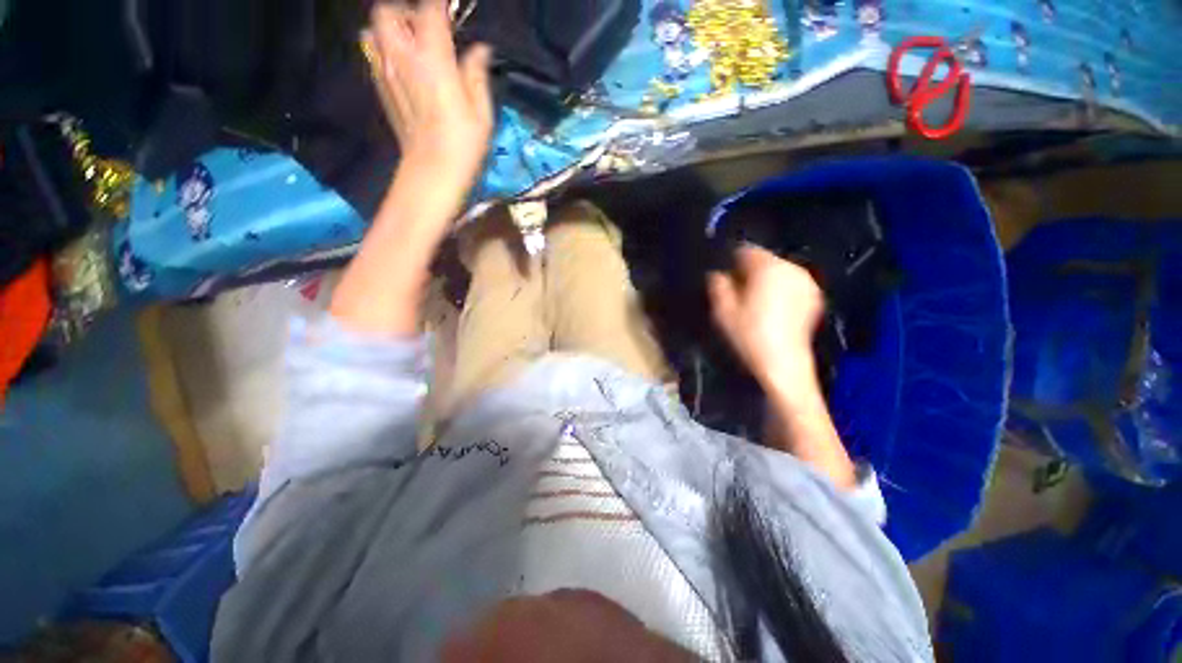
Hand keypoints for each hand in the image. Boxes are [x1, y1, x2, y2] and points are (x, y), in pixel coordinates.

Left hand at [366, 0, 493, 190]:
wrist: (432, 172)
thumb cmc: (463, 145)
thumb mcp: (482, 113)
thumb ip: (477, 74)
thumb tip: (479, 50)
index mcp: (432, 60)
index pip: (430, 10)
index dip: (441, 4)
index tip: (451, 8)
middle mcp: (402, 58)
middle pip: (388, 11)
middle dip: (407, 11)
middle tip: (428, 28)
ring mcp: (385, 72)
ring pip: (373, 30)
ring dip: (391, 30)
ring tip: (412, 46)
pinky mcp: (380, 89)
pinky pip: (373, 54)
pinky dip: (385, 49)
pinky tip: (404, 67)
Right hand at [707, 245, 824, 388]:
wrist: (784, 364)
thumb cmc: (750, 335)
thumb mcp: (723, 310)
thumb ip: (718, 285)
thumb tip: (717, 274)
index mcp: (768, 268)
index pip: (746, 250)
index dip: (731, 261)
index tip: (724, 277)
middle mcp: (791, 268)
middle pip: (764, 259)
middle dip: (749, 271)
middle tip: (737, 292)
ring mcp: (806, 282)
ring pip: (778, 271)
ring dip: (765, 280)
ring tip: (755, 302)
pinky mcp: (814, 296)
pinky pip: (791, 283)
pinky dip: (780, 289)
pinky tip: (772, 309)